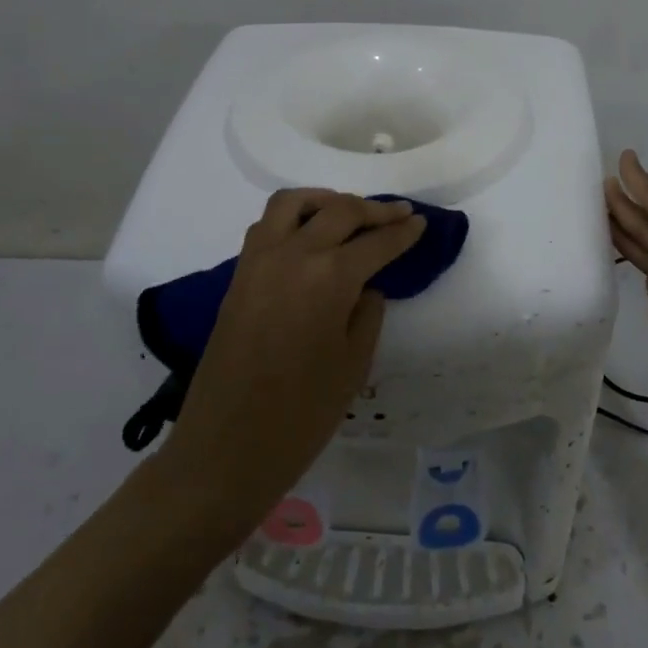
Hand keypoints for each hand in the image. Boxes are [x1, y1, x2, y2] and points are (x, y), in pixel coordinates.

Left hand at [156, 189, 425, 539]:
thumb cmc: (302, 414)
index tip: (420, 223)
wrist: (227, 446)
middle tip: (398, 214)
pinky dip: (294, 218)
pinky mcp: (237, 275)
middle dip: (374, 210)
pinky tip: (309, 237)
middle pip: (339, 211)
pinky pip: (267, 226)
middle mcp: (293, 255)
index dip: (403, 232)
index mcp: (330, 277)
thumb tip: (366, 286)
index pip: (376, 242)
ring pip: (293, 204)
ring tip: (348, 214)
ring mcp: (259, 261)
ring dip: (326, 201)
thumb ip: (367, 313)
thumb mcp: (354, 364)